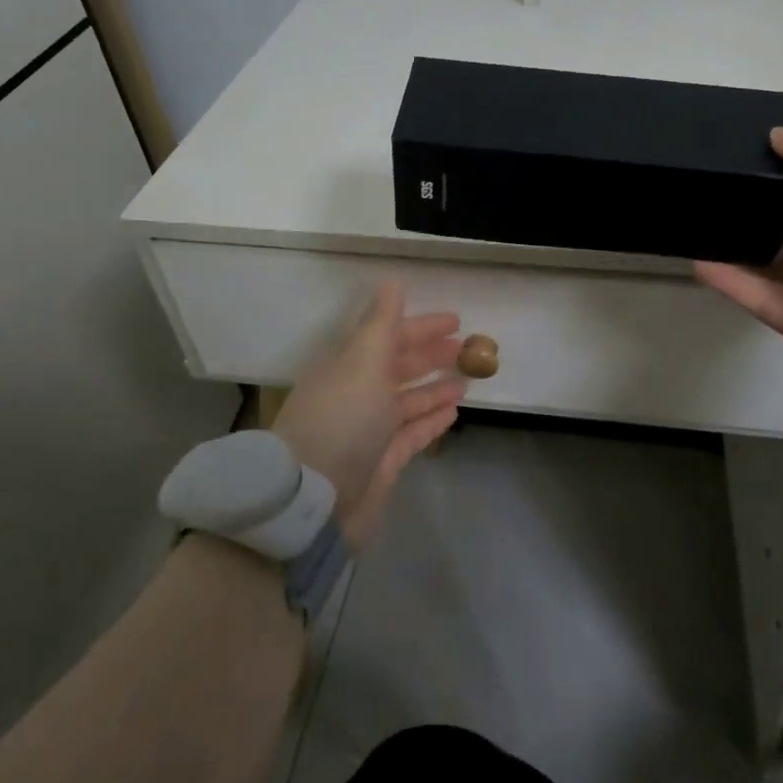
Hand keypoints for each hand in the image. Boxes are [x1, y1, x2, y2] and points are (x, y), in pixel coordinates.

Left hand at [270, 282, 465, 546]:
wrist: (314, 500)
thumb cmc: (342, 419)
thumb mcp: (363, 360)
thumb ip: (382, 322)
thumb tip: (392, 281)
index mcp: (348, 366)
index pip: (388, 336)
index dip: (421, 326)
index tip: (455, 320)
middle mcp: (357, 394)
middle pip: (399, 367)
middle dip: (431, 354)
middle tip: (467, 347)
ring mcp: (370, 430)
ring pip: (408, 400)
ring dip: (436, 387)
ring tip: (467, 378)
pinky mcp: (382, 462)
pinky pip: (413, 433)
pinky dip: (432, 419)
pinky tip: (454, 411)